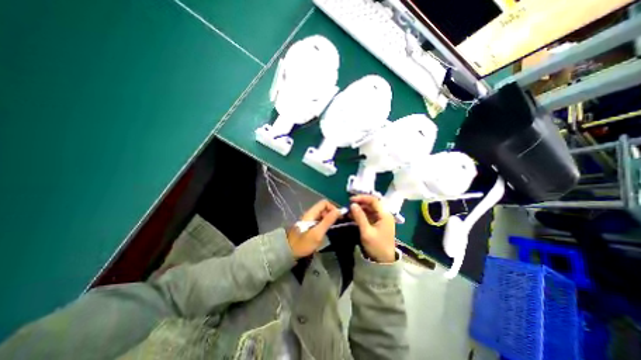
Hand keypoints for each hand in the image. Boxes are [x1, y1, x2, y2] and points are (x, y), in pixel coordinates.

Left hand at [287, 200, 342, 257]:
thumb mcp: (318, 232)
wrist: (289, 251)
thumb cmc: (304, 243)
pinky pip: (319, 220)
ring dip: (329, 218)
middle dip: (332, 213)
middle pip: (323, 208)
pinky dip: (325, 222)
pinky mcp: (309, 225)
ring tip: (333, 227)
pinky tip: (326, 230)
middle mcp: (310, 214)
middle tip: (337, 223)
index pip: (324, 203)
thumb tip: (339, 210)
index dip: (333, 207)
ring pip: (321, 214)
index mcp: (311, 213)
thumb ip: (328, 221)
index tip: (339, 217)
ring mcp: (309, 219)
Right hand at [349, 195, 395, 262]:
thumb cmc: (377, 246)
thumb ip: (360, 217)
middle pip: (372, 204)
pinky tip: (353, 216)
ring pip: (370, 209)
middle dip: (360, 203)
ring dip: (360, 209)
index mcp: (385, 215)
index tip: (351, 200)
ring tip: (349, 211)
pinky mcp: (378, 224)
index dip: (362, 198)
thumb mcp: (366, 232)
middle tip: (349, 205)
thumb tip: (352, 204)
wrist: (384, 261)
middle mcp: (384, 215)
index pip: (373, 200)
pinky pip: (369, 215)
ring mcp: (381, 219)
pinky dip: (361, 214)